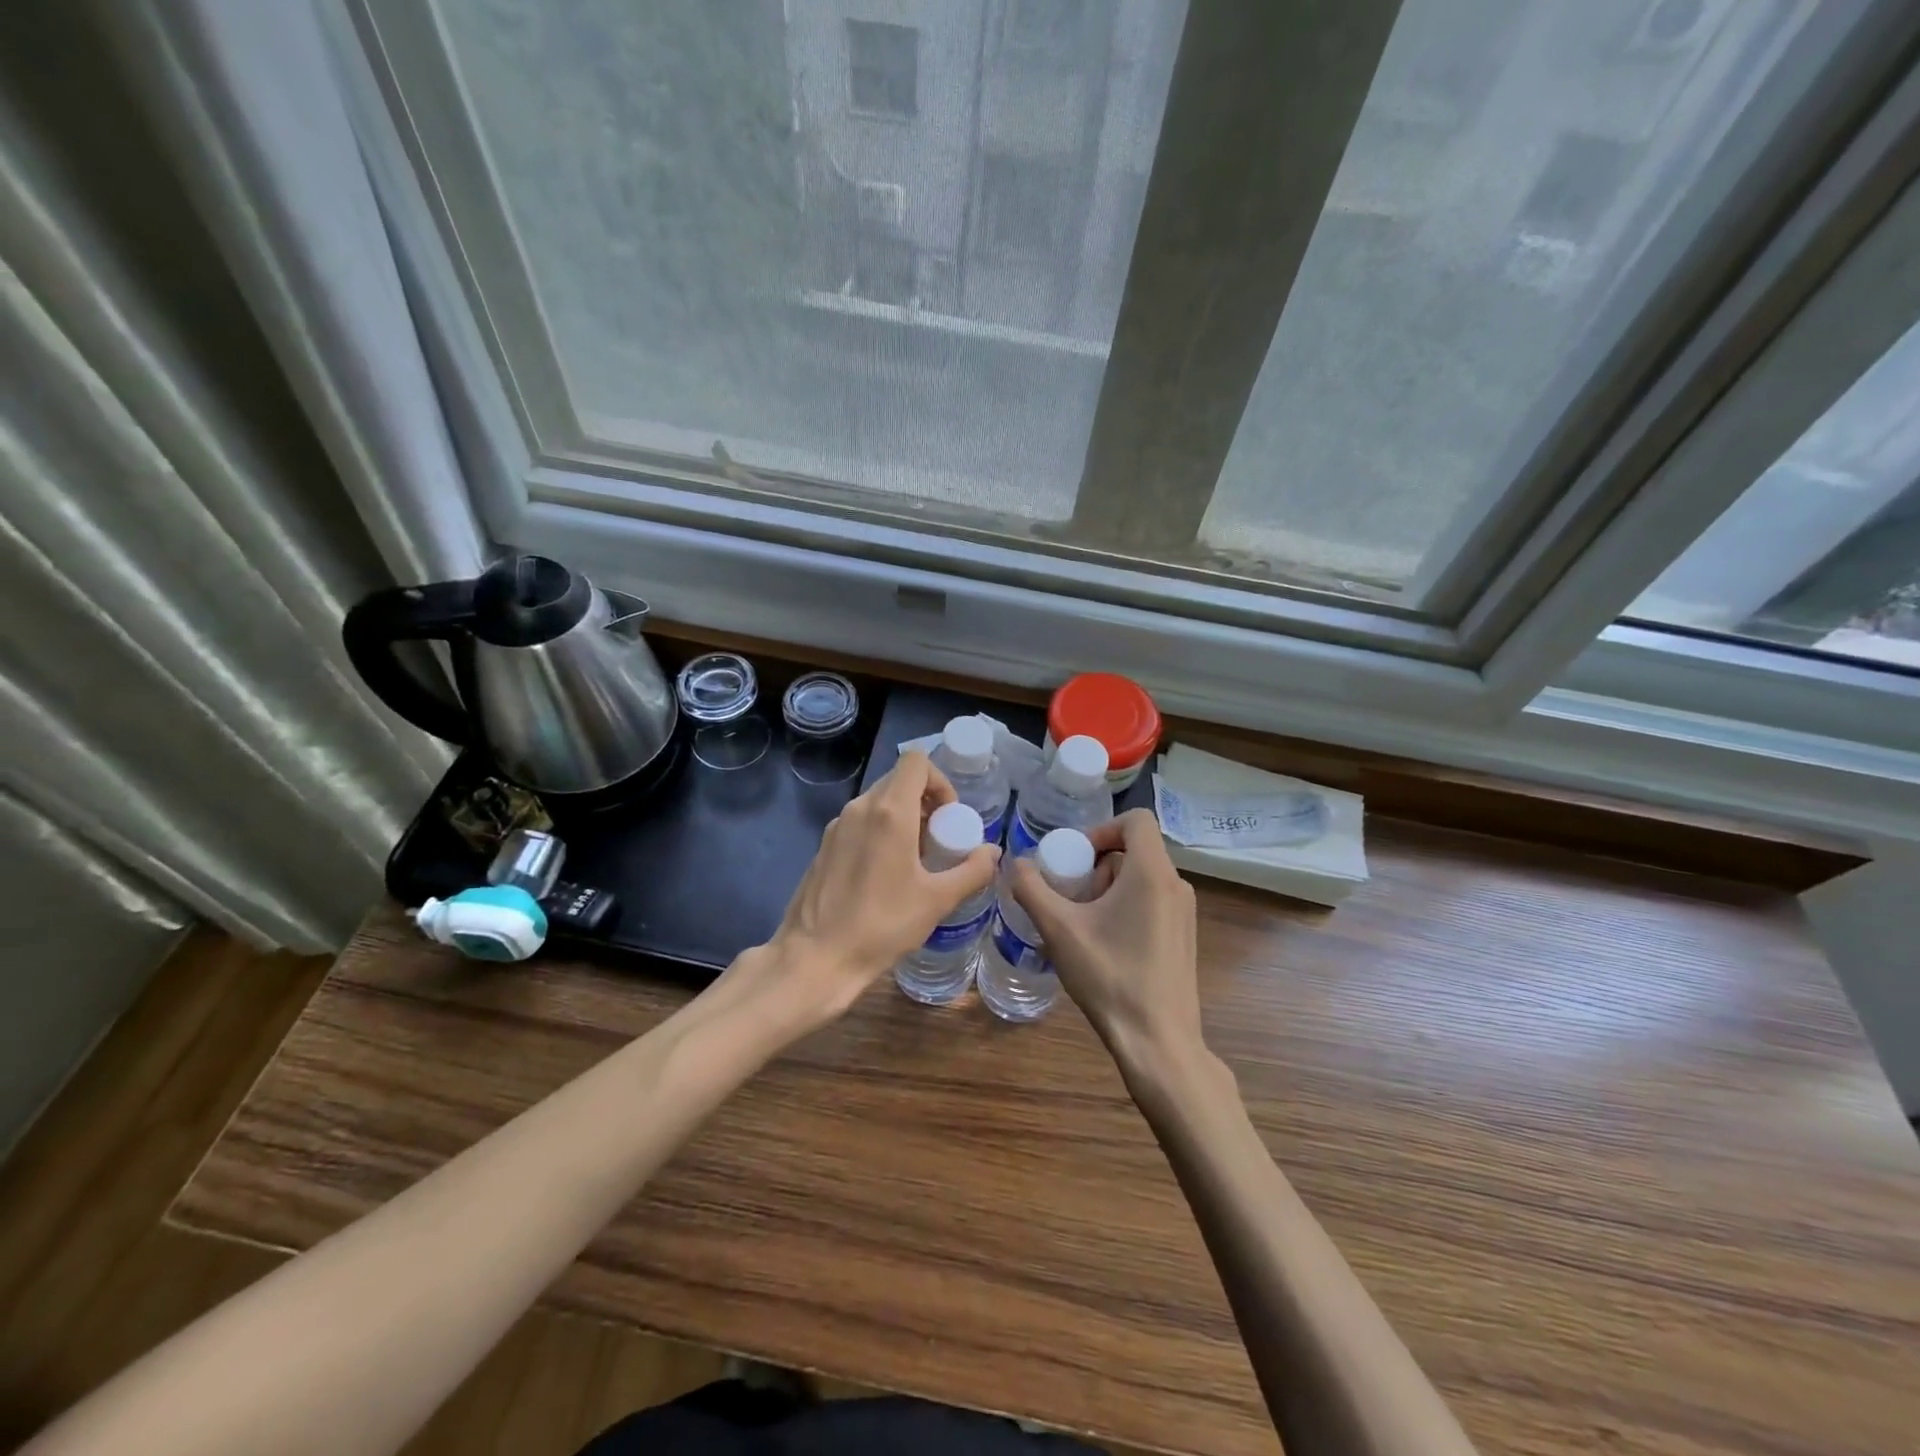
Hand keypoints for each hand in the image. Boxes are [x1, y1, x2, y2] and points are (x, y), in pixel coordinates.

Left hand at [756, 750, 999, 1023]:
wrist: (815, 958)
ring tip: (915, 861)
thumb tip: (992, 853)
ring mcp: (837, 826)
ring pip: (878, 802)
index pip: (916, 761)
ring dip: (903, 817)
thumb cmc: (881, 925)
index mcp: (889, 812)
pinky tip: (885, 875)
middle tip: (938, 840)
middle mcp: (860, 808)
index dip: (940, 781)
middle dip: (925, 801)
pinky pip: (860, 822)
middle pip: (898, 780)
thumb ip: (972, 871)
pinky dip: (880, 832)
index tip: (949, 817)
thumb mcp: (937, 901)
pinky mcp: (824, 846)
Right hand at [1009, 808, 1202, 1076]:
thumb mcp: (1059, 929)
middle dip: (1096, 868)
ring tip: (1082, 927)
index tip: (1075, 859)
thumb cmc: (1109, 977)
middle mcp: (1176, 885)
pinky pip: (1152, 902)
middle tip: (1071, 899)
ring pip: (1141, 878)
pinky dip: (1124, 909)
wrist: (1158, 1042)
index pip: (1136, 820)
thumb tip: (1017, 864)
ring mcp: (1185, 913)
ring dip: (1107, 890)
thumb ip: (1032, 888)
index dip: (1100, 830)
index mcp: (1152, 873)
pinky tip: (1103, 947)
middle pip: (1133, 851)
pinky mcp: (1184, 937)